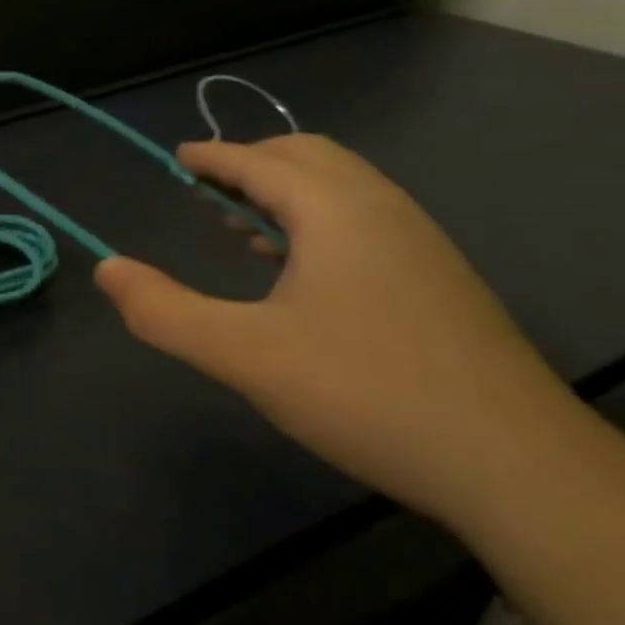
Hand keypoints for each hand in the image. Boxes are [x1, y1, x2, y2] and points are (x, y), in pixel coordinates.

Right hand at [95, 135, 584, 519]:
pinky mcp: (440, 281)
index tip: (178, 159)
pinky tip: (301, 271)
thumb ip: (164, 311)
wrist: (518, 467)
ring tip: (242, 226)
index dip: (212, 157)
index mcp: (336, 211)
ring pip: (343, 188)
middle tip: (206, 191)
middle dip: (252, 163)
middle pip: (309, 157)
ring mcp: (421, 244)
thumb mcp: (243, 355)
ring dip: (286, 191)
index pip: (260, 161)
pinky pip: (366, 220)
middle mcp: (383, 210)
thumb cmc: (366, 393)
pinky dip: (319, 219)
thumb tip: (106, 269)